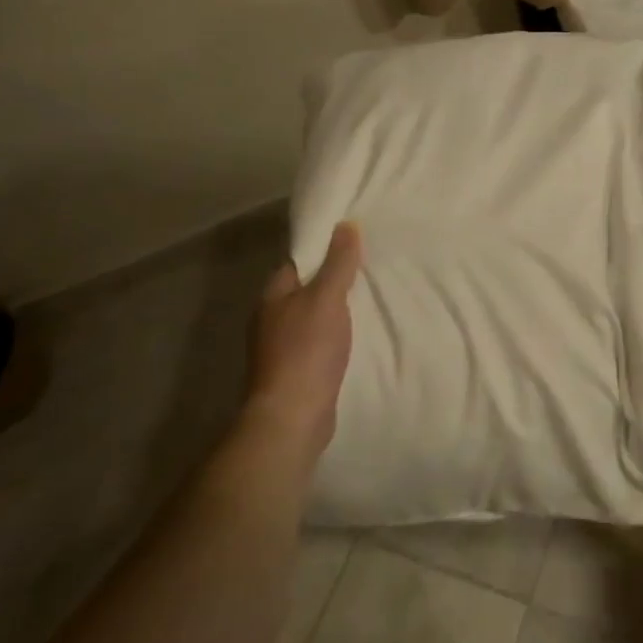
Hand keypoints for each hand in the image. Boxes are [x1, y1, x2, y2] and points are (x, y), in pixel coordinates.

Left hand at [242, 222, 361, 463]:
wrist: (293, 417)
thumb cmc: (306, 350)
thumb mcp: (326, 298)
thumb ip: (338, 263)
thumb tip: (345, 225)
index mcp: (273, 296)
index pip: (298, 262)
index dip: (323, 250)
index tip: (353, 242)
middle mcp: (272, 319)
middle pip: (307, 289)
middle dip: (333, 279)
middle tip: (369, 266)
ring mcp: (282, 347)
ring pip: (314, 315)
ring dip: (337, 308)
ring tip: (369, 296)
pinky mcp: (297, 371)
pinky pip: (320, 340)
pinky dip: (337, 333)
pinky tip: (357, 332)